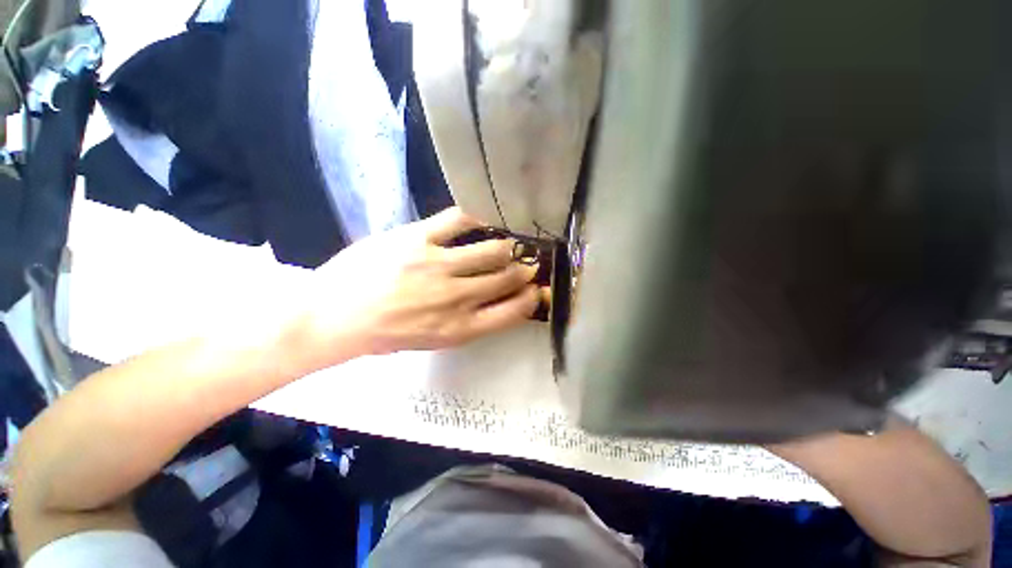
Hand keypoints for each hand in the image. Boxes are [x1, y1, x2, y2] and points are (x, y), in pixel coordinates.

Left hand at [290, 208, 541, 368]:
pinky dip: (475, 220)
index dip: (529, 300)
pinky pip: (459, 220)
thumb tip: (493, 300)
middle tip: (527, 264)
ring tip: (505, 246)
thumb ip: (467, 321)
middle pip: (506, 278)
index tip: (536, 291)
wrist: (332, 317)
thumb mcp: (433, 339)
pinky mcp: (418, 239)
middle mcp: (456, 298)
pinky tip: (478, 223)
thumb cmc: (384, 334)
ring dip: (505, 248)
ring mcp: (438, 266)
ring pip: (492, 249)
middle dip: (523, 271)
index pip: (512, 312)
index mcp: (460, 328)